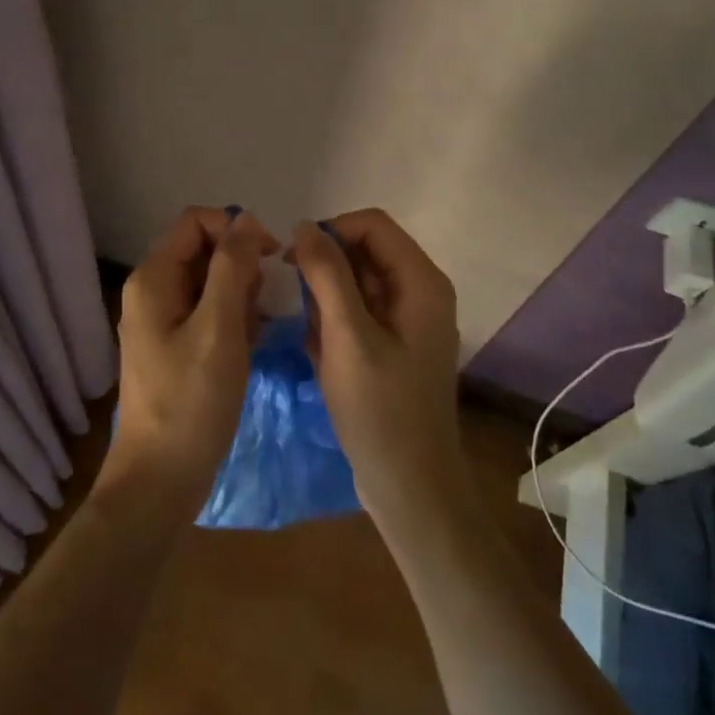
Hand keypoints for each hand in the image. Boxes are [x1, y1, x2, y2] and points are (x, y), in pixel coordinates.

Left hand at [101, 207, 278, 523]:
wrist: (159, 482)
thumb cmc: (191, 402)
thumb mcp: (219, 327)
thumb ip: (232, 267)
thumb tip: (245, 219)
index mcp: (153, 277)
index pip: (197, 222)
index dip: (236, 229)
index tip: (271, 257)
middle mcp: (152, 289)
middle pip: (204, 250)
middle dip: (240, 267)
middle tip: (260, 306)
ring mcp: (161, 319)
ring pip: (210, 281)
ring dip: (240, 296)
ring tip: (254, 332)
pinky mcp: (174, 345)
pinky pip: (208, 311)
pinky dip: (232, 319)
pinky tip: (249, 346)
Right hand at [290, 210, 465, 527]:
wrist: (410, 489)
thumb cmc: (380, 410)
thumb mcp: (347, 336)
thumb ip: (326, 274)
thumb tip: (305, 226)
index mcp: (421, 281)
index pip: (371, 224)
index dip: (330, 232)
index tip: (293, 260)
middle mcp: (420, 291)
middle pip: (363, 251)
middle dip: (325, 271)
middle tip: (298, 305)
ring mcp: (408, 320)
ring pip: (356, 283)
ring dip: (326, 302)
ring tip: (313, 338)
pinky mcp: (394, 344)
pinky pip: (357, 312)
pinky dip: (334, 324)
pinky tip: (321, 355)